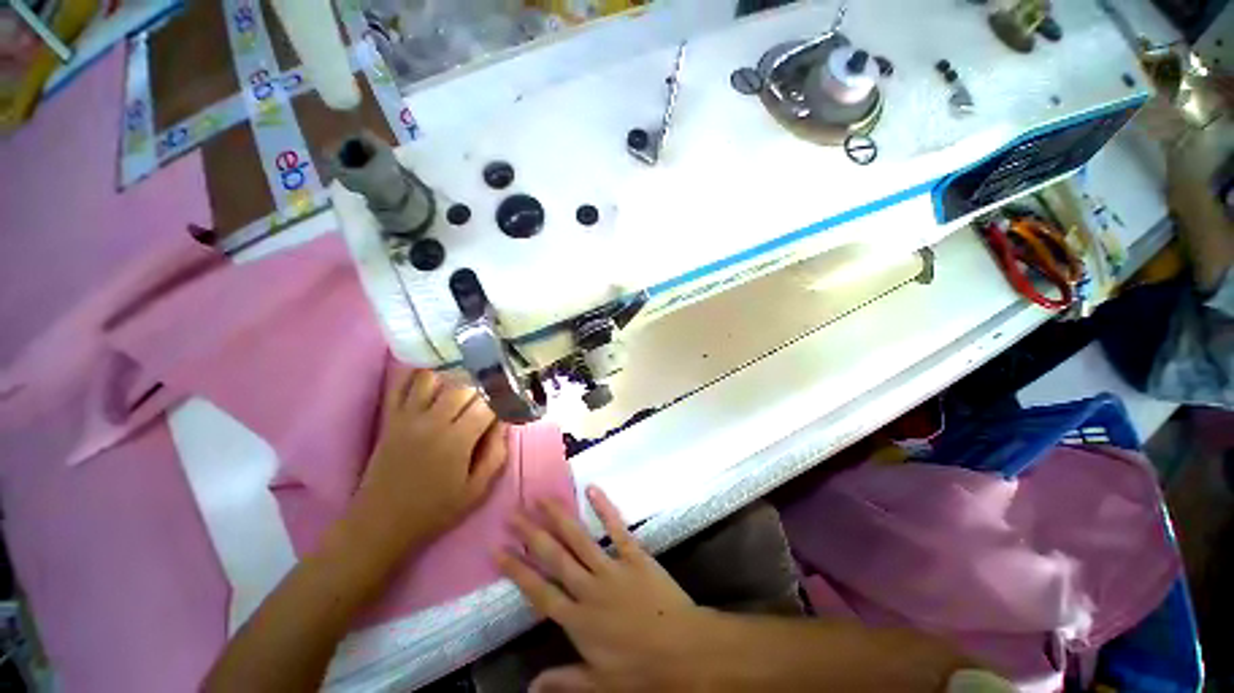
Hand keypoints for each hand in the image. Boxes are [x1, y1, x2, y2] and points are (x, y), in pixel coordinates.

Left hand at [350, 366, 508, 551]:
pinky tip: (433, 374)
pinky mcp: (391, 417)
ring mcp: (408, 416)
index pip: (487, 403)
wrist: (380, 523)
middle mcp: (433, 421)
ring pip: (434, 377)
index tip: (510, 400)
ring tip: (464, 383)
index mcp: (457, 440)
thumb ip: (496, 453)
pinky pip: (401, 385)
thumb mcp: (476, 490)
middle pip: (464, 385)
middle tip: (491, 394)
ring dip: (453, 376)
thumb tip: (504, 422)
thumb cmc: (434, 510)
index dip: (502, 399)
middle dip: (482, 386)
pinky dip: (417, 374)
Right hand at [499, 486, 713, 691]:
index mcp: (577, 620)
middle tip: (513, 514)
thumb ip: (564, 681)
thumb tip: (529, 688)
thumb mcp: (599, 685)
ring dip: (559, 517)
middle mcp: (589, 589)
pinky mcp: (635, 555)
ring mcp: (612, 568)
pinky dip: (604, 508)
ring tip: (541, 498)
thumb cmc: (642, 671)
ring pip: (579, 539)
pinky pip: (617, 529)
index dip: (517, 570)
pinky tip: (591, 489)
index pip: (539, 591)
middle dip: (531, 534)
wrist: (684, 651)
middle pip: (554, 557)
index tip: (498, 550)